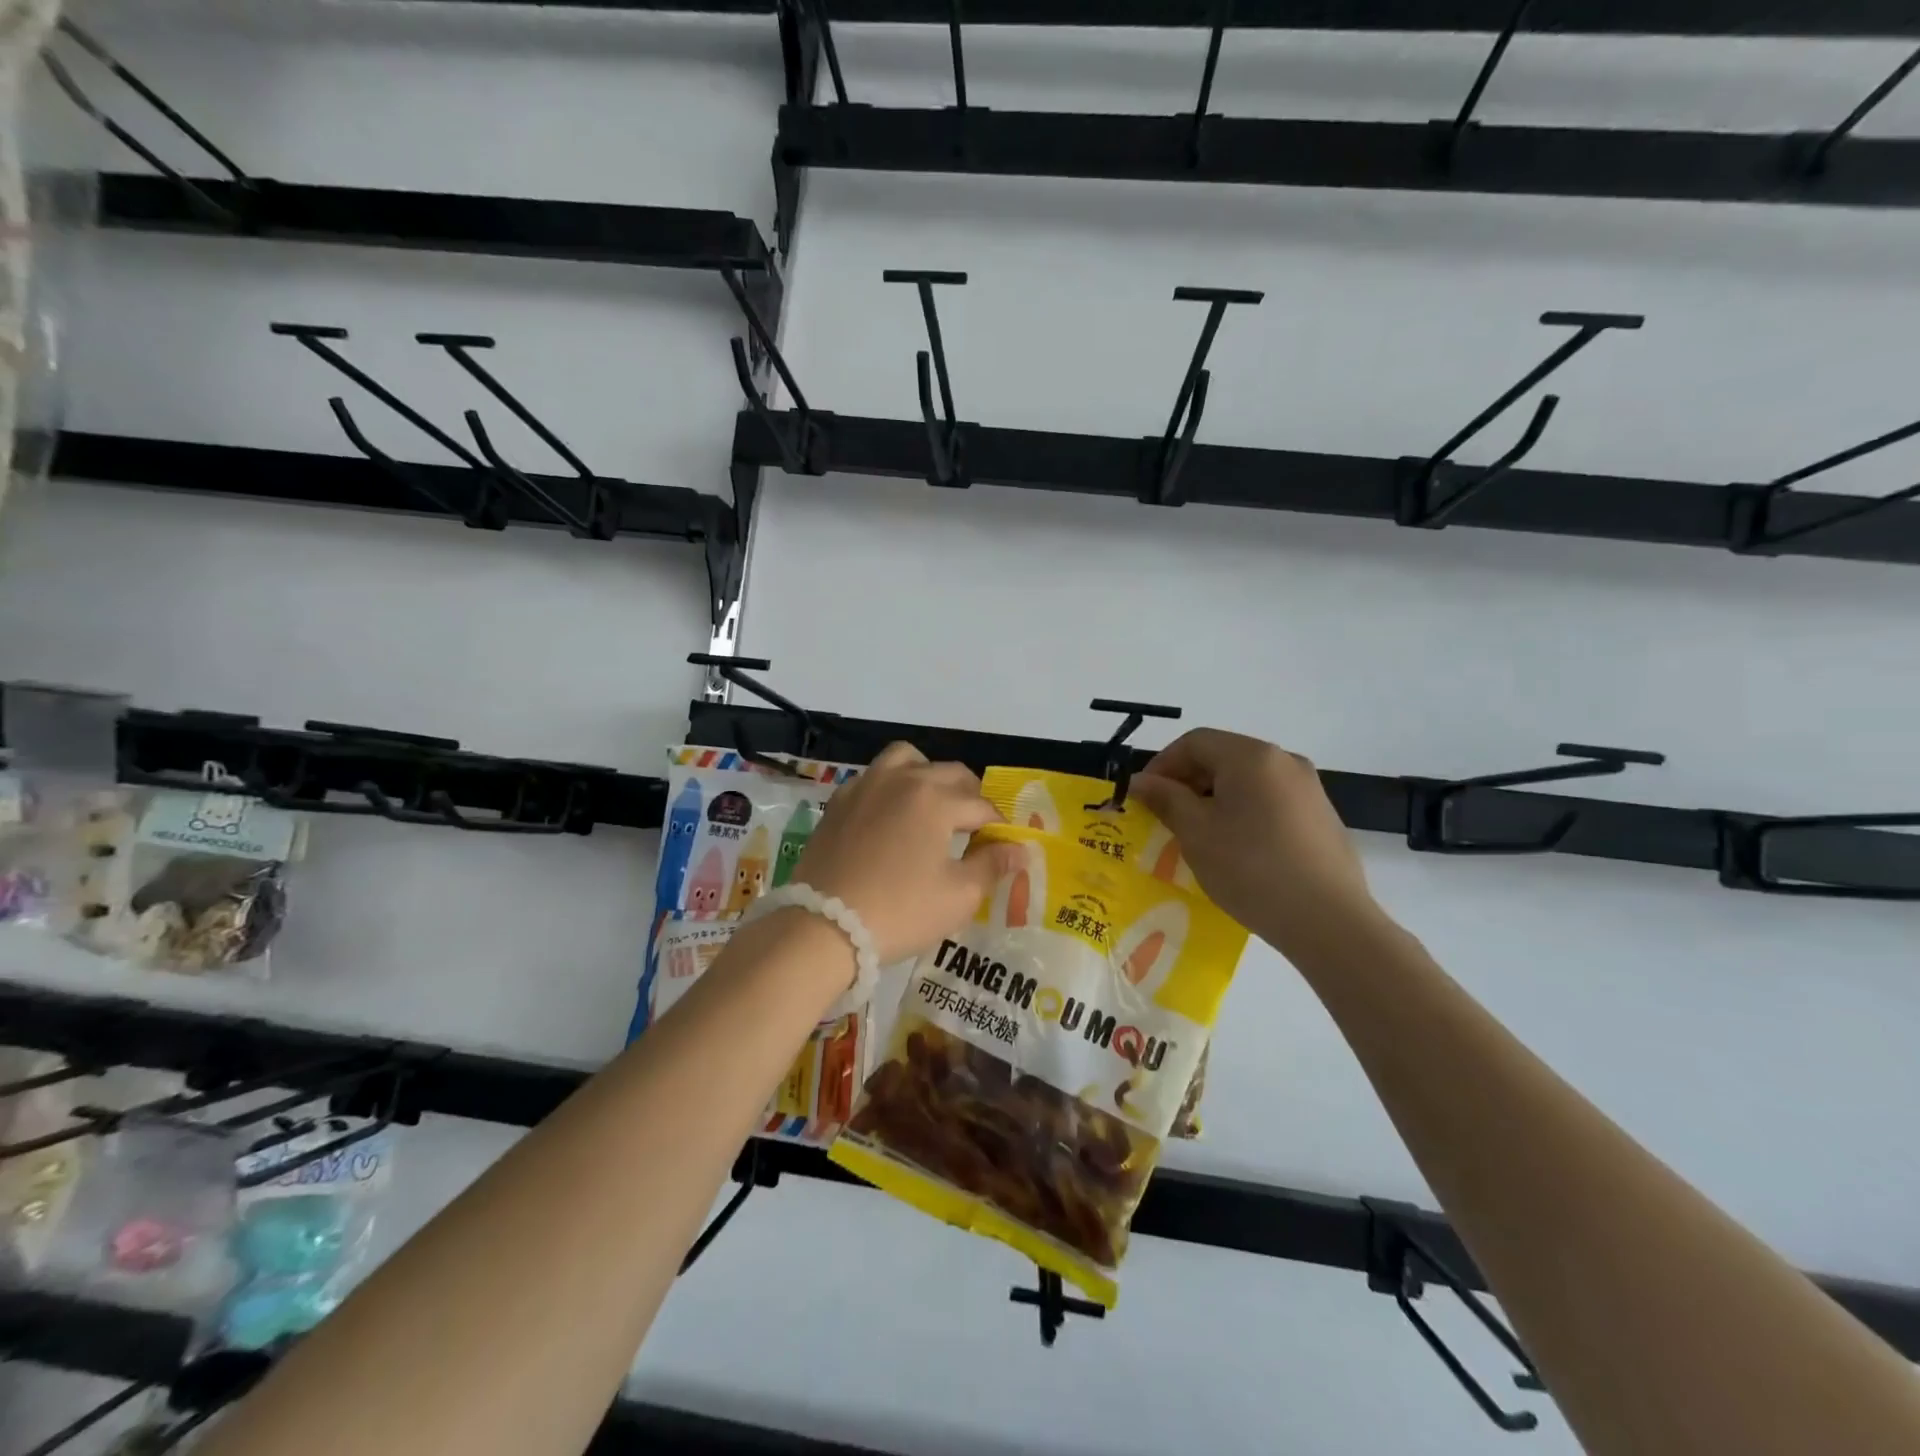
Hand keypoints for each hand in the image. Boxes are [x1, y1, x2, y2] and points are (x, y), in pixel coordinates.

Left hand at [789, 742, 1019, 964]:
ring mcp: (866, 786)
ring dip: (928, 775)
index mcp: (936, 799)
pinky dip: (892, 785)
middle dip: (970, 797)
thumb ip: (992, 865)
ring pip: (907, 759)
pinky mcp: (839, 801)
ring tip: (933, 805)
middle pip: (950, 774)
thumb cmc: (900, 912)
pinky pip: (874, 776)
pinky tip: (892, 814)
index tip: (1004, 846)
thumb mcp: (957, 896)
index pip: (981, 806)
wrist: (823, 927)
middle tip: (975, 829)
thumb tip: (1020, 849)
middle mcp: (902, 780)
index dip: (999, 826)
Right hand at [1129, 728, 1386, 962]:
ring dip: (1214, 799)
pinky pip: (1270, 802)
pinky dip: (1243, 814)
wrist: (1329, 921)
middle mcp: (1284, 761)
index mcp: (1252, 756)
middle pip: (1222, 757)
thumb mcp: (1196, 832)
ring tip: (1199, 837)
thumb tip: (1139, 782)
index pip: (1194, 742)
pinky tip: (1238, 850)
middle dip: (1187, 783)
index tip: (1144, 798)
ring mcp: (1309, 788)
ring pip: (1246, 781)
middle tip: (1166, 818)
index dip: (1162, 765)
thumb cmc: (1251, 868)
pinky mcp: (1321, 817)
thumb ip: (1165, 798)